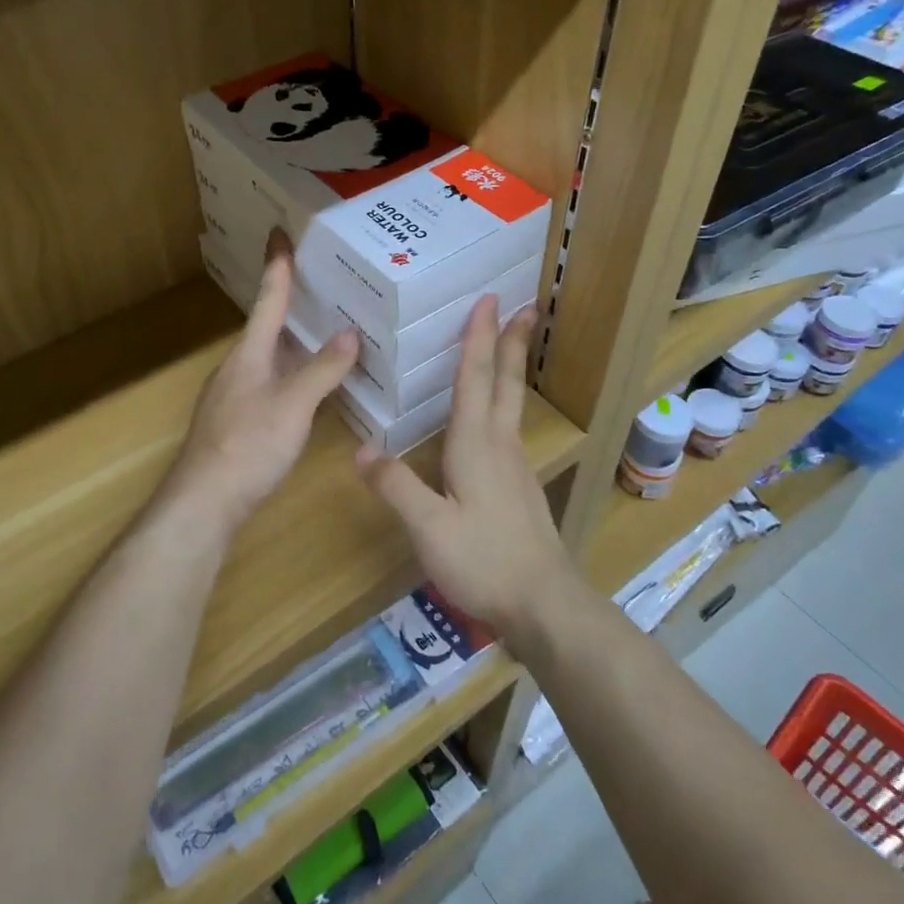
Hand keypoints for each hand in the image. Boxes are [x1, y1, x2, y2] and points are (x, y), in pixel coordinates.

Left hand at [163, 244, 357, 532]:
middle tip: (323, 280)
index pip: (267, 300)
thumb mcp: (292, 406)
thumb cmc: (247, 446)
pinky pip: (273, 381)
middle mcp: (240, 367)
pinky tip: (313, 383)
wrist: (204, 503)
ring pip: (271, 356)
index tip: (280, 233)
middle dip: (292, 302)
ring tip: (329, 326)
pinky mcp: (241, 421)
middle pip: (269, 326)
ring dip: (297, 340)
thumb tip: (349, 334)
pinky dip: (295, 372)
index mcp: (249, 354)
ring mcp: (237, 395)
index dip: (277, 267)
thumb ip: (321, 371)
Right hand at [356, 297, 573, 647]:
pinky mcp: (521, 488)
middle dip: (512, 342)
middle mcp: (500, 445)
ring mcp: (515, 467)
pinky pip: (509, 429)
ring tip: (511, 346)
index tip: (489, 300)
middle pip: (506, 383)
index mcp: (476, 445)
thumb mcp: (429, 527)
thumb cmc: (484, 560)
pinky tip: (495, 420)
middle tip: (525, 307)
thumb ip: (395, 486)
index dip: (480, 338)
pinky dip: (504, 403)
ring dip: (511, 369)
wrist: (543, 603)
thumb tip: (360, 450)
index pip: (475, 379)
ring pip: (511, 405)